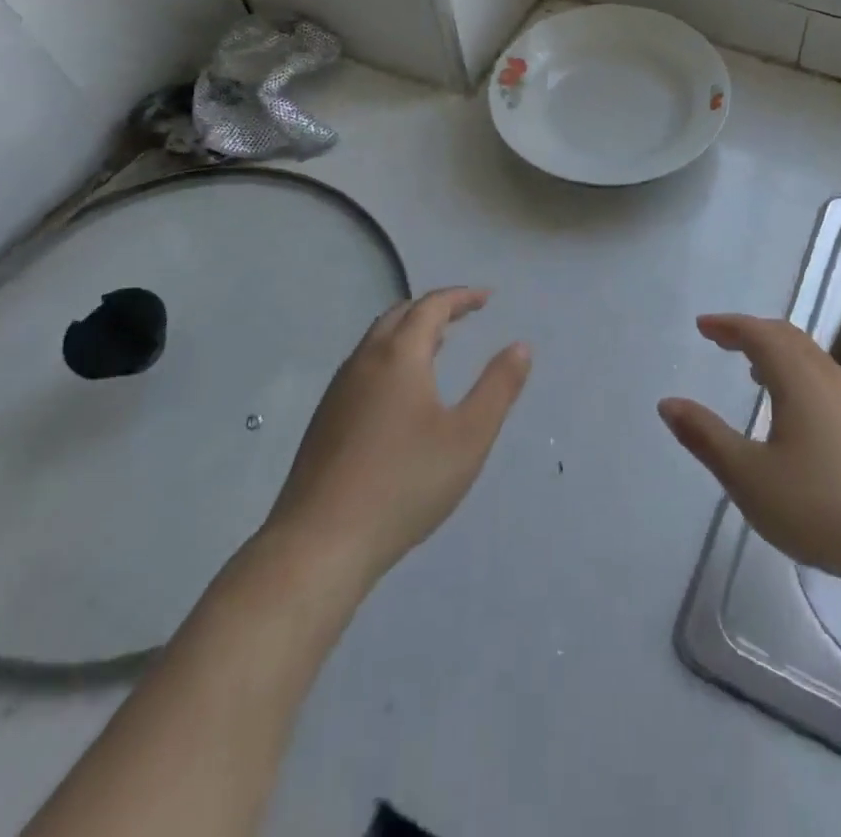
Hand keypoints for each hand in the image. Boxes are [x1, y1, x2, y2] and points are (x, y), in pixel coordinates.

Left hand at [263, 288, 529, 584]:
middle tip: (464, 315)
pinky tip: (403, 391)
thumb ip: (498, 387)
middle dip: (434, 308)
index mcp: (399, 356)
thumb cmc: (405, 484)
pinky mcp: (325, 419)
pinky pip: (364, 366)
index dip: (461, 297)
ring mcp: (339, 391)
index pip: (431, 307)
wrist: (320, 544)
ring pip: (377, 341)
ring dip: (410, 331)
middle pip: (399, 315)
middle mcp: (364, 361)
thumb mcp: (469, 437)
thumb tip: (520, 346)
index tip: (487, 298)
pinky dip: (391, 356)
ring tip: (439, 345)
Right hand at [659, 314, 840, 600]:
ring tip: (753, 370)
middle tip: (722, 340)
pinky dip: (797, 375)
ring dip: (778, 353)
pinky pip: (824, 380)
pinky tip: (793, 411)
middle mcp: (829, 379)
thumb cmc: (823, 507)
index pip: (760, 334)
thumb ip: (706, 438)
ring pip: (811, 358)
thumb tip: (669, 403)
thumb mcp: (750, 478)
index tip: (703, 327)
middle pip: (789, 337)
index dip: (729, 326)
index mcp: (799, 379)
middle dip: (752, 333)